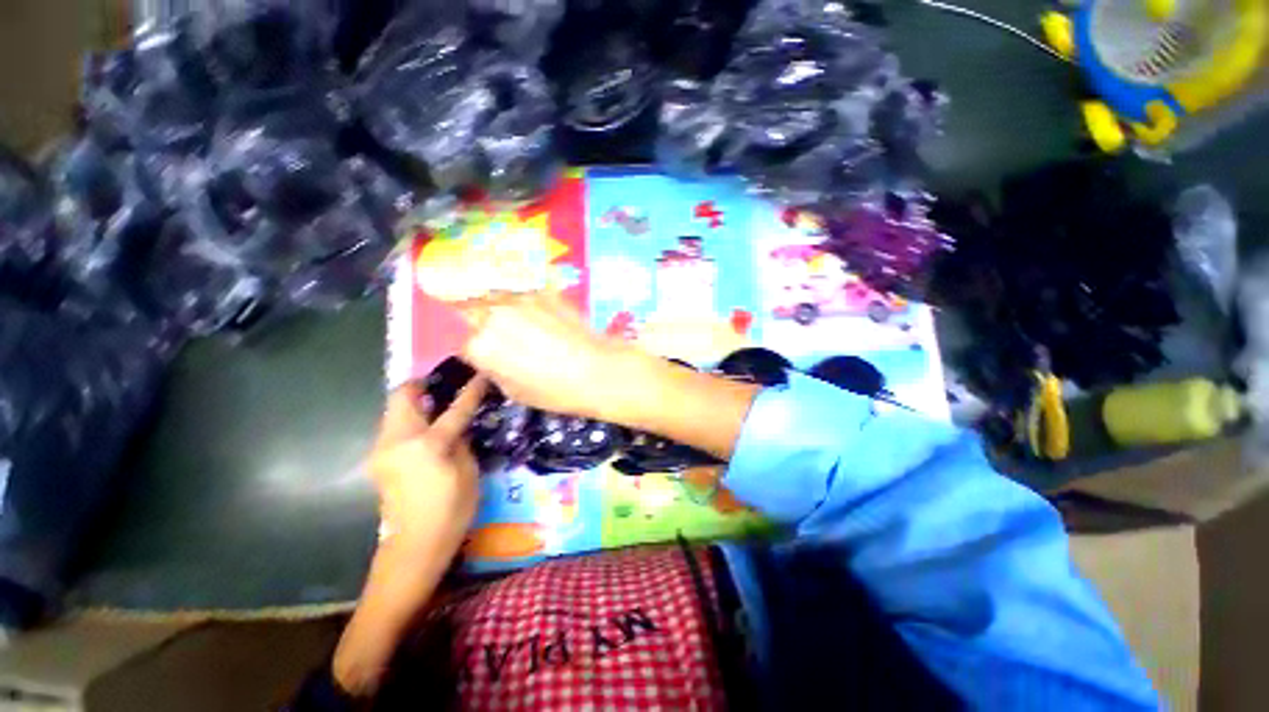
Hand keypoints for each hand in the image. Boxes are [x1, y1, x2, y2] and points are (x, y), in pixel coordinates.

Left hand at [368, 376, 488, 553]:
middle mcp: (397, 440)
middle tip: (445, 386)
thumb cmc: (451, 511)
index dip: (470, 390)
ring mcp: (382, 449)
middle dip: (423, 385)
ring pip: (394, 410)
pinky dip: (410, 419)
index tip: (480, 374)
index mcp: (427, 445)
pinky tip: (427, 429)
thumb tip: (458, 425)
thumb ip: (462, 441)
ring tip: (438, 405)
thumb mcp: (469, 473)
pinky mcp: (379, 459)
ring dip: (415, 402)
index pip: (454, 409)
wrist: (414, 546)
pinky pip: (393, 427)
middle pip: (402, 396)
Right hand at [458, 292, 637, 418]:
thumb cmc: (555, 390)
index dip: (472, 345)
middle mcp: (494, 315)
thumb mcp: (513, 391)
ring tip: (518, 322)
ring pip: (495, 296)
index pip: (461, 339)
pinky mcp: (544, 292)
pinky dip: (523, 300)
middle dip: (478, 320)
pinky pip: (523, 291)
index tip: (484, 350)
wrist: (598, 370)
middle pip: (472, 309)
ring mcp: (520, 299)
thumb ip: (492, 368)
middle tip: (497, 334)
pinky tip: (539, 314)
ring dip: (498, 306)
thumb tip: (488, 355)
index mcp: (481, 345)